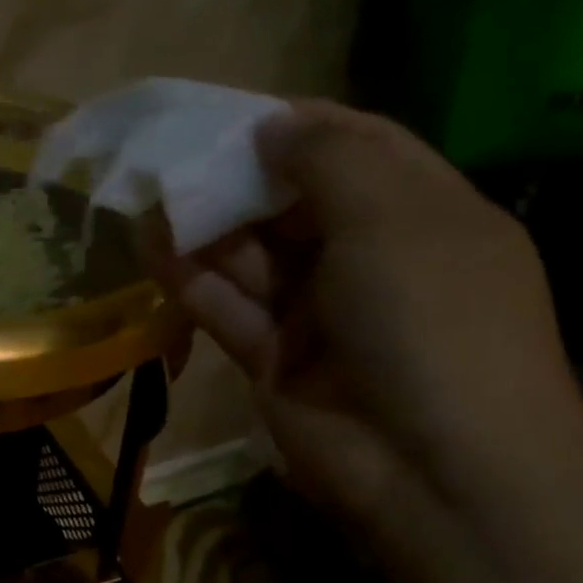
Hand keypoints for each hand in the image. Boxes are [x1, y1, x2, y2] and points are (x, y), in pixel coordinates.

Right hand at [151, 100, 582, 553]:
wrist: (434, 468)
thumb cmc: (430, 320)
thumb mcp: (394, 219)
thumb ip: (328, 161)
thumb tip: (271, 126)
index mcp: (422, 214)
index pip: (357, 149)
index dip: (298, 128)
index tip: (233, 114)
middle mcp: (368, 258)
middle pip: (293, 203)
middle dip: (237, 179)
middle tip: (173, 159)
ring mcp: (319, 313)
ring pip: (252, 256)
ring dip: (204, 228)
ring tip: (148, 196)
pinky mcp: (274, 358)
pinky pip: (227, 307)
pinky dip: (191, 279)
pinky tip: (152, 246)